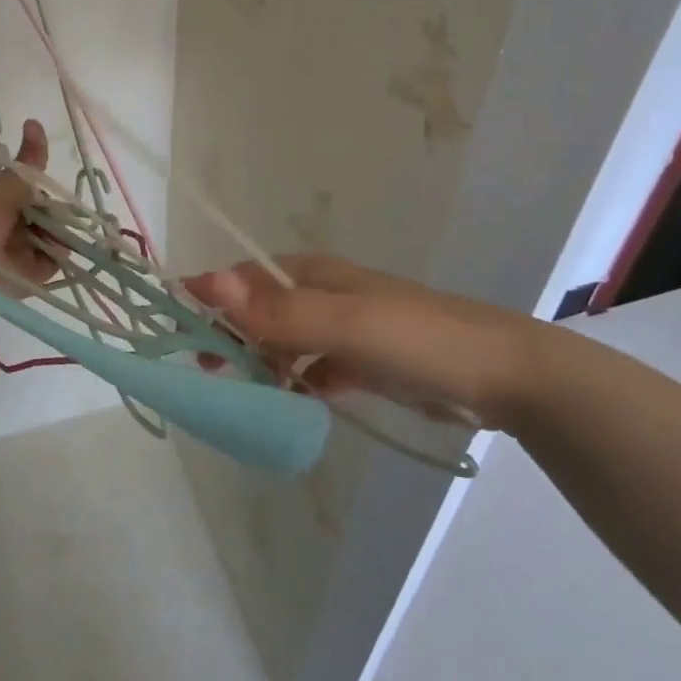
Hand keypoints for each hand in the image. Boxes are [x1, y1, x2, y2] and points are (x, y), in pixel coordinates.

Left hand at [0, 119, 56, 295]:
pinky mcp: (33, 275)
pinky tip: (58, 245)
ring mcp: (21, 250)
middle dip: (54, 206)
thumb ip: (26, 165)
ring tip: (53, 229)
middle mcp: (9, 224)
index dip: (40, 180)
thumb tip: (36, 122)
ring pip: (53, 231)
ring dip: (58, 228)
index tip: (49, 177)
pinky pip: (55, 258)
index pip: (27, 184)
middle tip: (53, 209)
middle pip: (44, 208)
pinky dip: (60, 251)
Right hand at [182, 254, 562, 432]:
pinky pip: (314, 369)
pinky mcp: (365, 362)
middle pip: (261, 310)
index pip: (246, 278)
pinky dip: (296, 382)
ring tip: (235, 390)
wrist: (503, 376)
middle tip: (203, 368)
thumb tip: (207, 282)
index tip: (178, 324)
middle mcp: (325, 296)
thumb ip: (278, 312)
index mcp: (315, 276)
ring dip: (259, 360)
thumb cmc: (417, 339)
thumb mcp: (344, 324)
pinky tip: (289, 403)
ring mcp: (346, 330)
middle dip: (230, 332)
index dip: (211, 295)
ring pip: (285, 341)